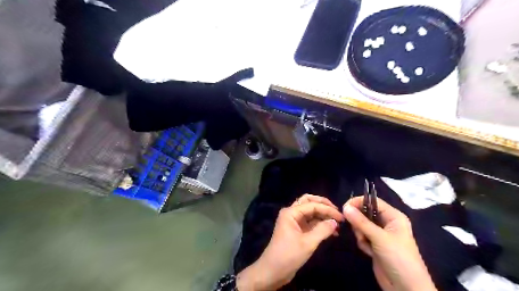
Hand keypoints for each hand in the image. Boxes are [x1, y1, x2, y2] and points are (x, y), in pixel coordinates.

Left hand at [237, 195, 342, 289]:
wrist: (273, 271)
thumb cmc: (288, 255)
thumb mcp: (307, 243)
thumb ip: (322, 230)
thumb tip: (335, 222)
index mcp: (291, 212)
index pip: (312, 205)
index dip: (327, 209)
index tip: (341, 217)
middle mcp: (291, 213)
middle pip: (309, 202)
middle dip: (323, 205)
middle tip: (337, 212)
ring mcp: (293, 221)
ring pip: (310, 212)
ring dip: (322, 215)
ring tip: (337, 224)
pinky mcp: (296, 230)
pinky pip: (310, 222)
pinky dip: (320, 224)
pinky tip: (330, 231)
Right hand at [344, 196, 436, 290]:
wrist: (406, 288)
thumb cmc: (398, 258)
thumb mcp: (379, 238)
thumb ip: (361, 222)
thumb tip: (345, 207)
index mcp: (393, 216)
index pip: (372, 201)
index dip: (358, 202)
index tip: (344, 208)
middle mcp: (386, 223)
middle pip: (365, 213)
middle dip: (359, 221)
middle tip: (359, 231)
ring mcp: (380, 234)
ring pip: (361, 225)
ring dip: (360, 233)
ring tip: (366, 243)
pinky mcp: (375, 244)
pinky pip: (362, 236)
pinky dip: (362, 242)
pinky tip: (368, 252)